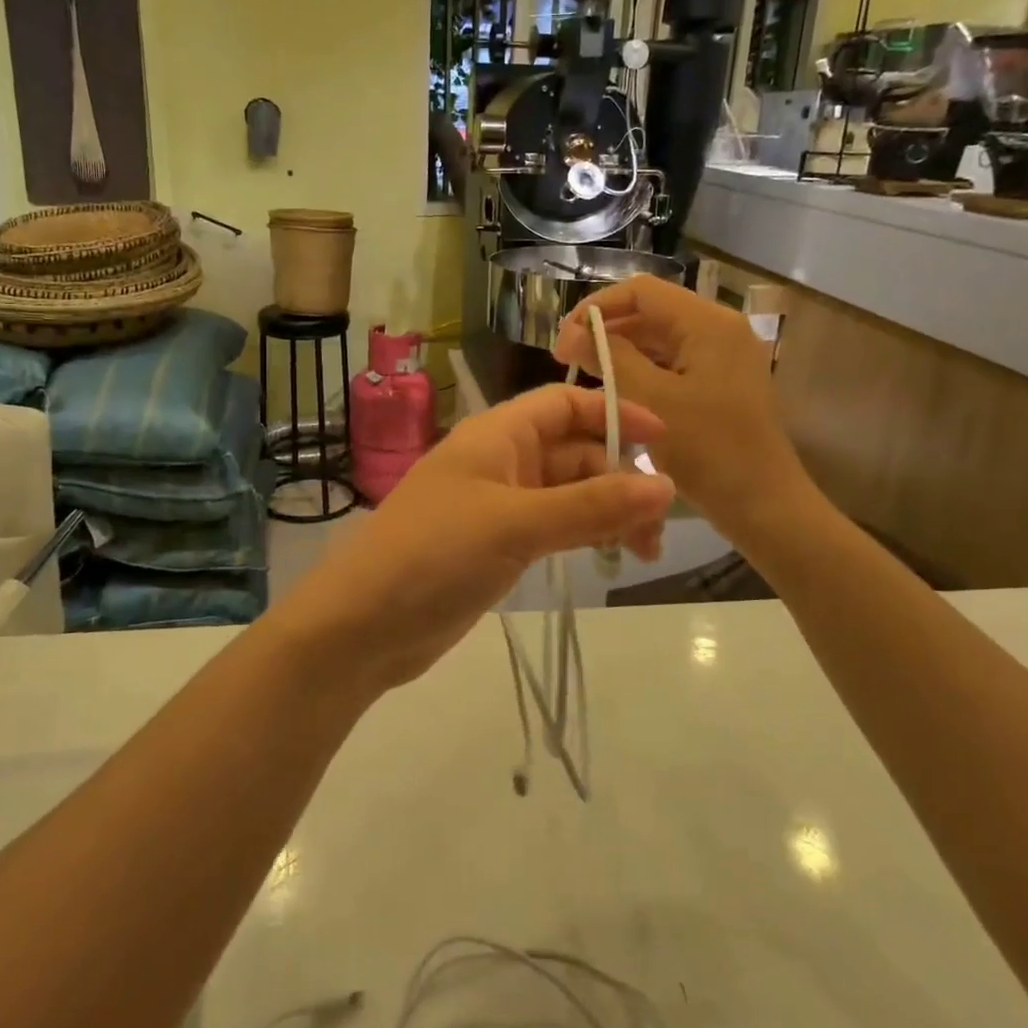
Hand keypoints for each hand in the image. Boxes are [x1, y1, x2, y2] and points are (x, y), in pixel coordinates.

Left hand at [290, 385, 674, 691]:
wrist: (362, 624)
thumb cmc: (434, 554)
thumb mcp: (515, 524)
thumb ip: (590, 505)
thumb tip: (665, 485)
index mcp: (496, 435)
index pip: (564, 404)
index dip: (613, 414)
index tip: (664, 441)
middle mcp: (499, 461)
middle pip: (573, 451)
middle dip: (618, 478)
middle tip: (657, 528)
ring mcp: (497, 506)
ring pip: (567, 494)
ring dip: (607, 512)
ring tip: (644, 552)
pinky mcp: (496, 546)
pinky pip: (553, 527)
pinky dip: (583, 535)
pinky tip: (608, 556)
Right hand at [553, 275, 811, 536]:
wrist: (763, 505)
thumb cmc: (706, 450)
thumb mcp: (649, 399)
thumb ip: (608, 356)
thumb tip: (572, 332)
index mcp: (707, 323)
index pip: (640, 290)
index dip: (596, 307)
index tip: (563, 339)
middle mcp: (719, 329)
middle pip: (651, 311)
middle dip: (606, 330)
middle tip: (567, 360)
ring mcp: (724, 356)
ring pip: (660, 338)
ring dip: (621, 351)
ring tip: (586, 375)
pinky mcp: (722, 381)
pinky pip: (673, 362)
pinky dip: (642, 370)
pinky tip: (617, 392)